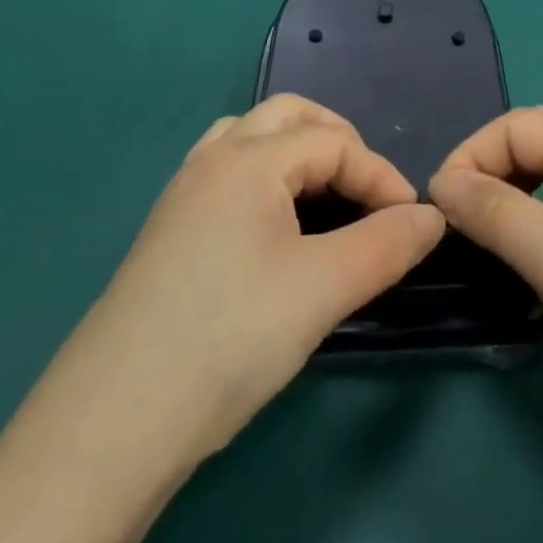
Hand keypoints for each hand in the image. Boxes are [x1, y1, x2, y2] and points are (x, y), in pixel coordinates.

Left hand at [90, 95, 444, 465]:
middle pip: (287, 116)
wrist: (111, 426)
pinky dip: (266, 179)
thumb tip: (432, 217)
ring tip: (326, 198)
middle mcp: (211, 161)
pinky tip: (276, 229)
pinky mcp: (168, 233)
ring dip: (297, 153)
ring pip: (250, 140)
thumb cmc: (228, 339)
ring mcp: (182, 196)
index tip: (412, 223)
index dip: (381, 175)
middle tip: (368, 190)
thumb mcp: (325, 289)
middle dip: (339, 141)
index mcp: (248, 161)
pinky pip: (227, 175)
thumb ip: (388, 244)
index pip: (334, 143)